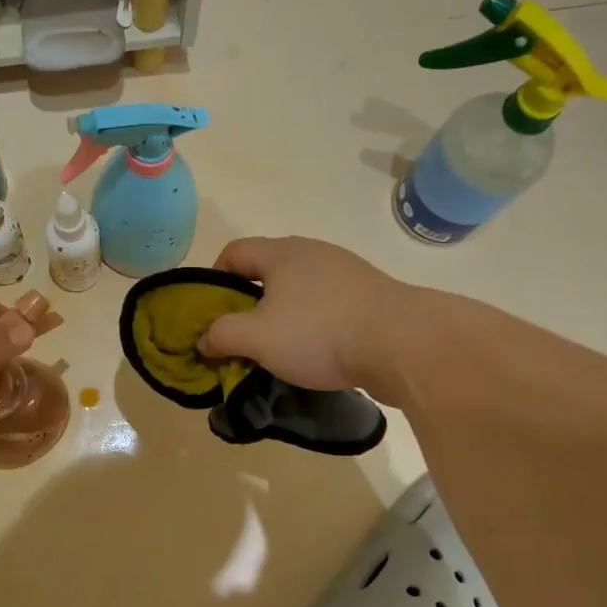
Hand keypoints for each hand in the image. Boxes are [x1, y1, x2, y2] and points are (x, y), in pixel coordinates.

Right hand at [198, 237, 404, 393]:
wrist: (403, 345)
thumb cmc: (319, 333)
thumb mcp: (256, 337)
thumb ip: (221, 335)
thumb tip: (203, 340)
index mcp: (282, 253)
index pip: (233, 252)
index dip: (213, 280)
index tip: (211, 314)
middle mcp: (313, 254)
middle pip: (266, 272)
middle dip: (247, 304)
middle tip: (240, 337)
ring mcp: (346, 274)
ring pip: (298, 291)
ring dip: (281, 317)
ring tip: (277, 351)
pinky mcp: (369, 297)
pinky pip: (327, 307)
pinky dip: (313, 326)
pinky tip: (316, 354)